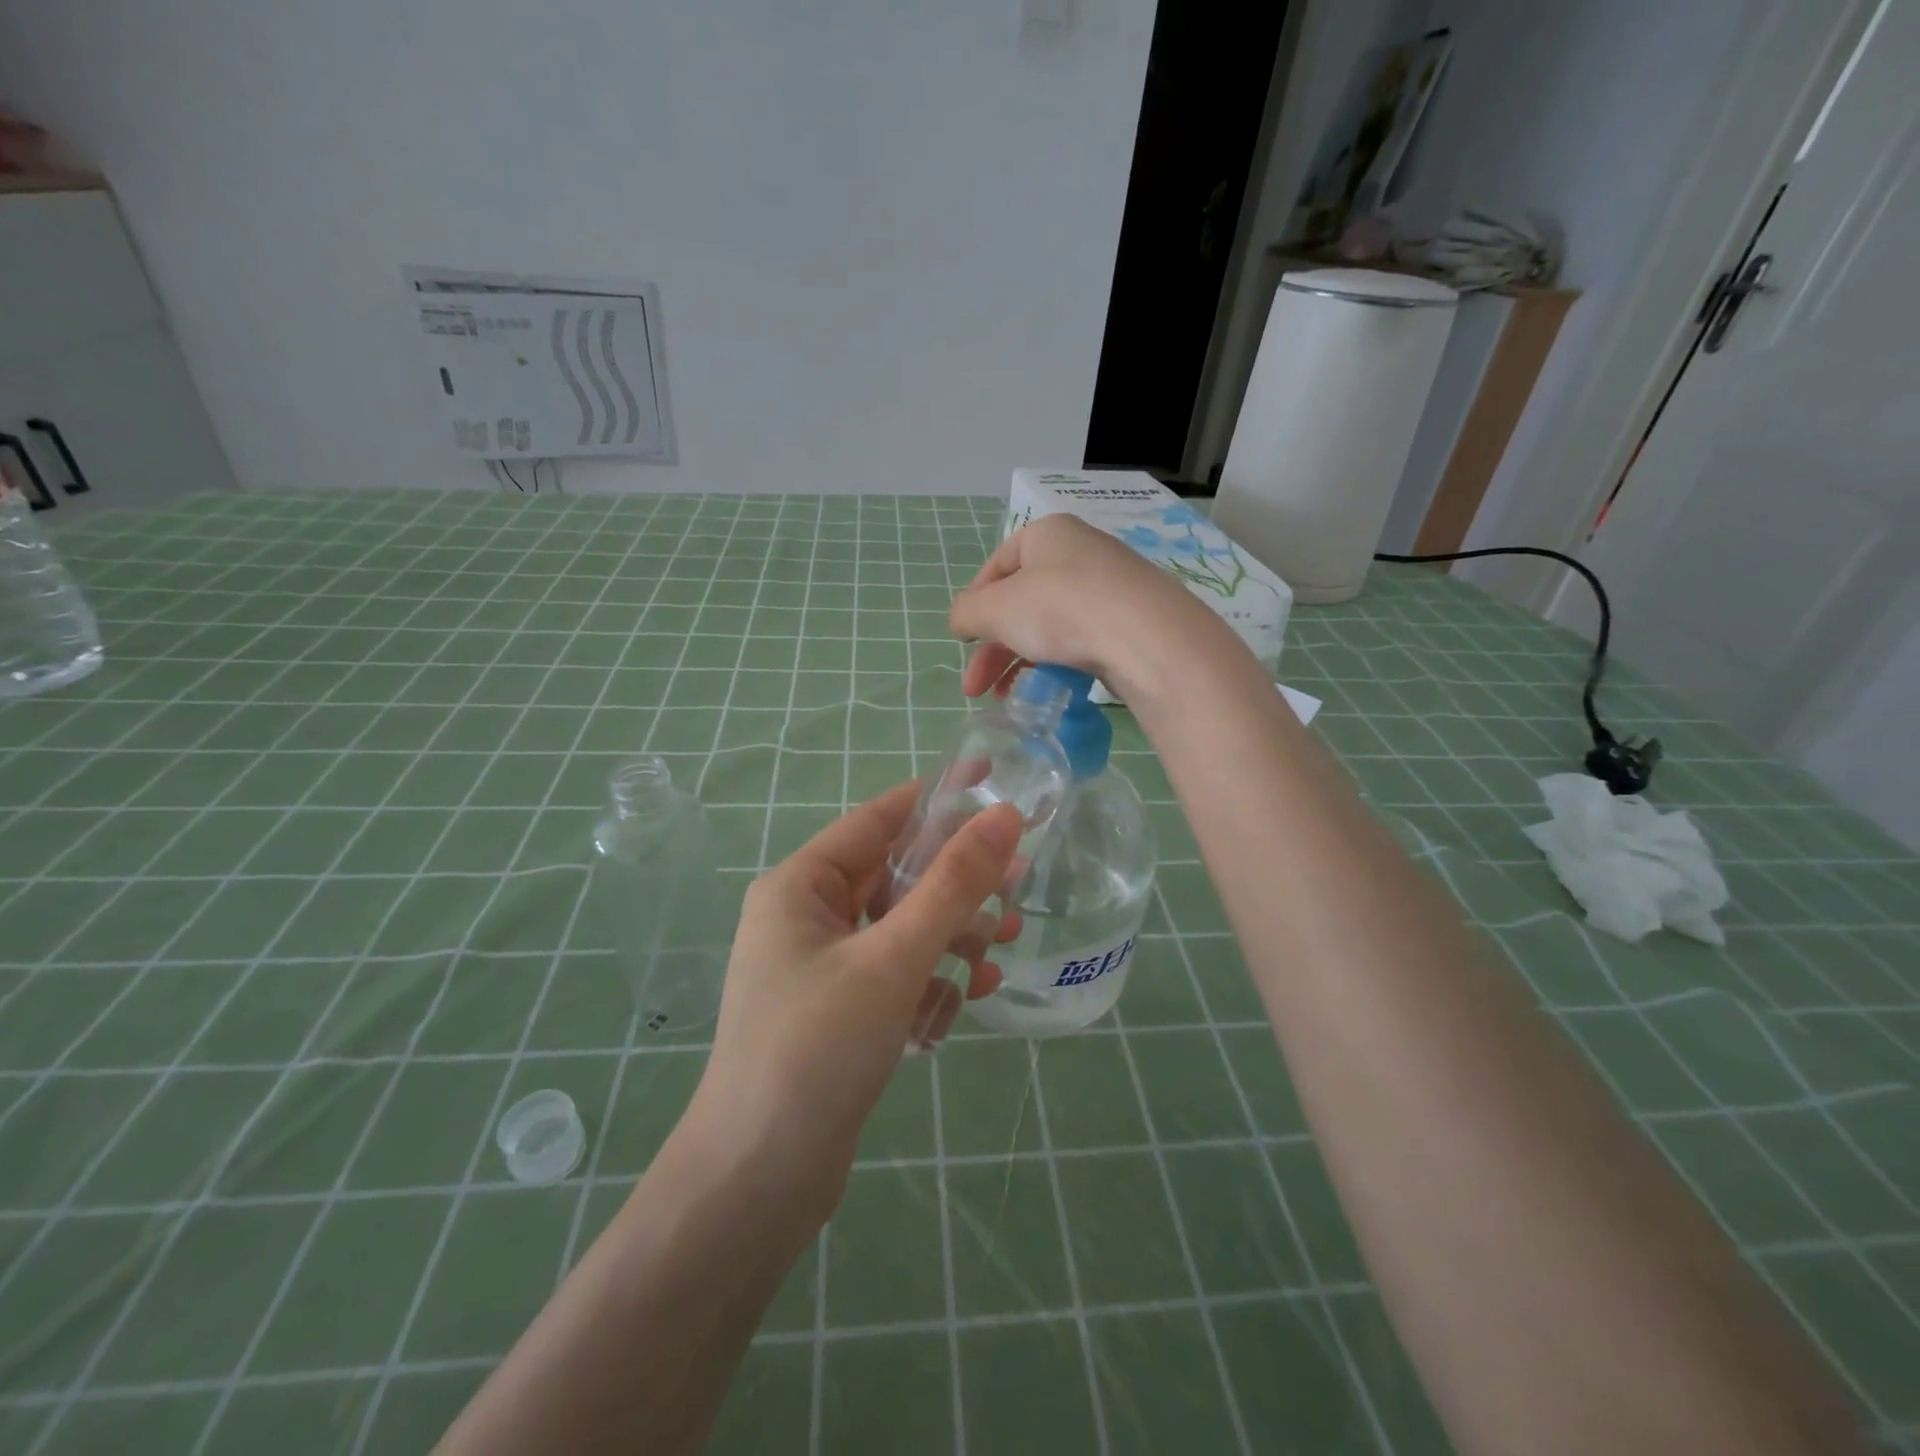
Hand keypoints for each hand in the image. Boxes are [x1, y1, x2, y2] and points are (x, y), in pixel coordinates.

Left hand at [676, 783, 1021, 1215]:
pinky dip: (931, 980)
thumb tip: (1004, 816)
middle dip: (958, 885)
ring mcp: (822, 966)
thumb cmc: (816, 1049)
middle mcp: (807, 916)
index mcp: (801, 884)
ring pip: (902, 927)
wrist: (758, 1182)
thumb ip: (952, 885)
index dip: (938, 797)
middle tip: (1020, 886)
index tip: (994, 779)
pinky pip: (896, 973)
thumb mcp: (893, 957)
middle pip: (896, 876)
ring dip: (952, 937)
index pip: (879, 818)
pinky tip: (965, 1002)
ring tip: (1001, 954)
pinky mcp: (839, 1011)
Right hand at [949, 515, 1247, 706]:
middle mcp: (1079, 552)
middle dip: (992, 648)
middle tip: (974, 688)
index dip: (974, 605)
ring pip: (1049, 624)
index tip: (963, 642)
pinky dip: (1056, 663)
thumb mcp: (995, 609)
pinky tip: (1046, 690)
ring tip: (1004, 698)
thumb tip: (961, 621)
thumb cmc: (1060, 609)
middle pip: (1021, 601)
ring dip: (1018, 661)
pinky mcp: (1130, 621)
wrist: (1147, 638)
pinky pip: (1081, 639)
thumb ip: (967, 613)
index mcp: (1046, 535)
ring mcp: (1109, 587)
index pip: (996, 566)